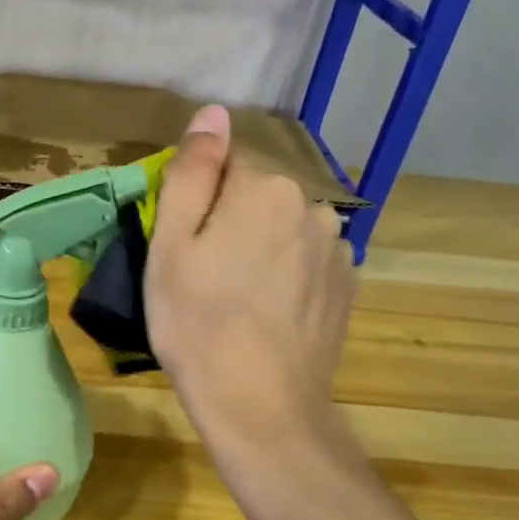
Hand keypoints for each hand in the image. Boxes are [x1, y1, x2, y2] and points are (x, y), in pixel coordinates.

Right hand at [145, 104, 358, 452]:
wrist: (260, 406)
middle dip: (231, 220)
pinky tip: (267, 315)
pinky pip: (306, 261)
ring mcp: (337, 248)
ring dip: (261, 247)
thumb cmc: (197, 325)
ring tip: (237, 299)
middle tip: (203, 275)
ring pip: (284, 228)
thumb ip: (192, 172)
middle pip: (259, 194)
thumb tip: (212, 113)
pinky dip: (286, 276)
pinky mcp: (347, 287)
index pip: (227, 162)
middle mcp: (313, 205)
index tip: (184, 243)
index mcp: (265, 188)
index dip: (199, 199)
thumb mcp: (171, 246)